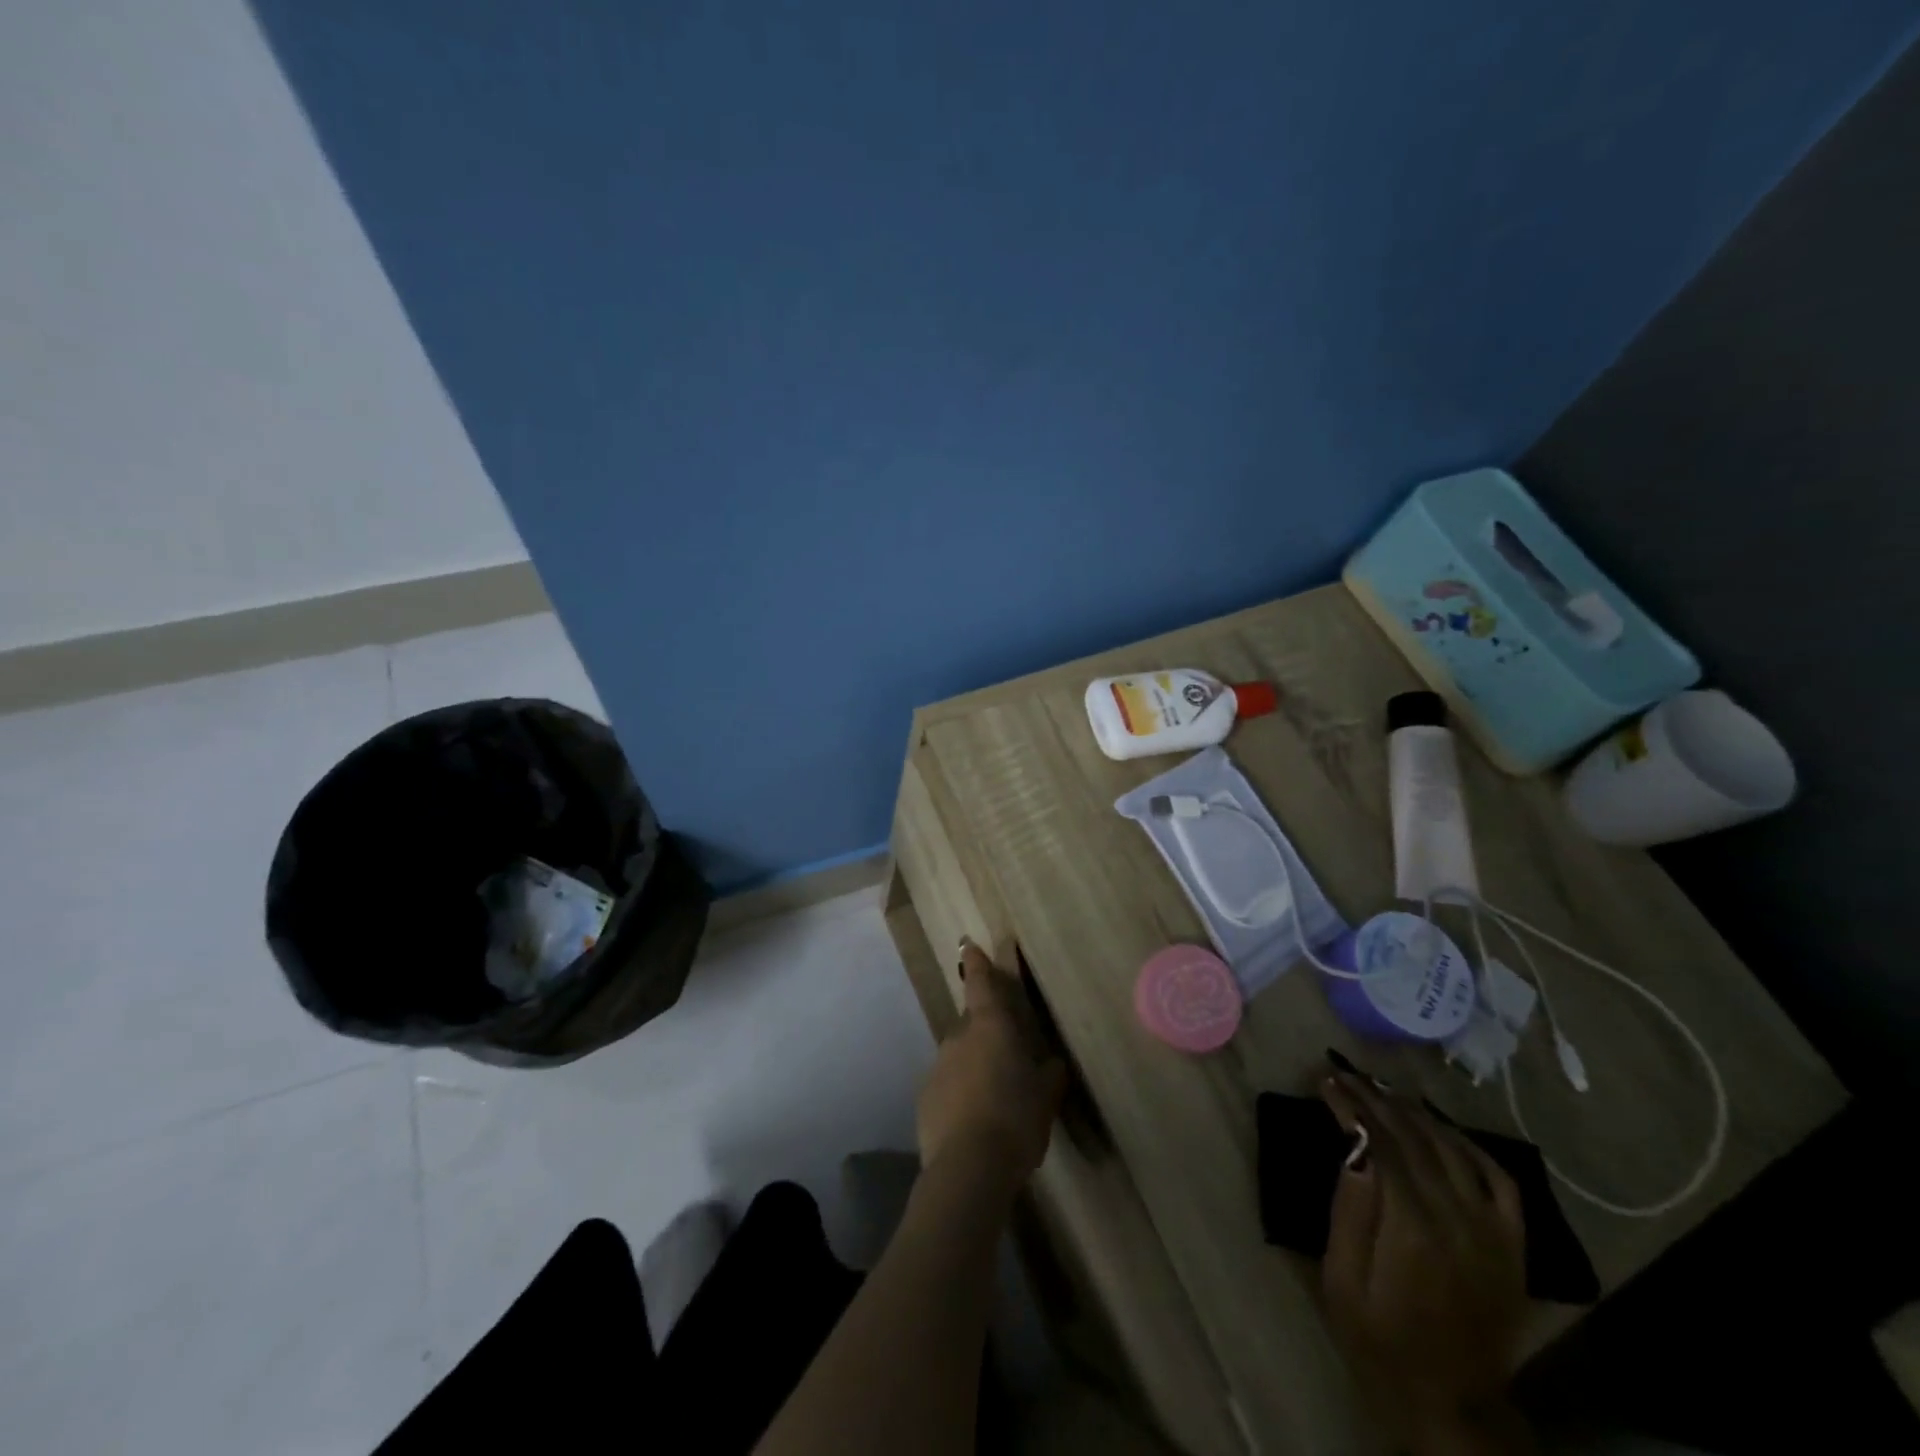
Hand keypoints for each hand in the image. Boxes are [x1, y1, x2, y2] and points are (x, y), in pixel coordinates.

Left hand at [917, 942, 1067, 1187]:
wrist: (968, 1167)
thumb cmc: (1016, 1119)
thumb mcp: (1046, 1096)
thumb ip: (1049, 1074)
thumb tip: (1052, 1063)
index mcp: (990, 1027)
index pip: (981, 984)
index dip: (977, 964)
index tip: (967, 945)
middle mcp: (958, 1038)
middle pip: (972, 1027)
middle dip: (986, 1037)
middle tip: (1007, 1064)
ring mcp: (937, 1067)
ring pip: (959, 1058)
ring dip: (974, 1070)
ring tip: (994, 1104)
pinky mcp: (924, 1099)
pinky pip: (947, 1088)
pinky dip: (960, 1097)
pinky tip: (974, 1126)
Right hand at [1320, 1072, 1532, 1455]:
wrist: (1450, 1401)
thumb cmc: (1379, 1336)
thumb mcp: (1342, 1277)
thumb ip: (1350, 1209)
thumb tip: (1352, 1144)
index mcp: (1413, 1226)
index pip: (1379, 1143)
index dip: (1351, 1106)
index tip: (1325, 1081)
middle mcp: (1459, 1217)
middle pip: (1413, 1137)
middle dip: (1374, 1098)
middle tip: (1345, 1072)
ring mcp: (1493, 1229)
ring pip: (1452, 1147)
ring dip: (1414, 1111)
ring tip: (1381, 1087)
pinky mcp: (1513, 1242)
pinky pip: (1498, 1177)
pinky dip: (1468, 1143)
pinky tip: (1440, 1127)